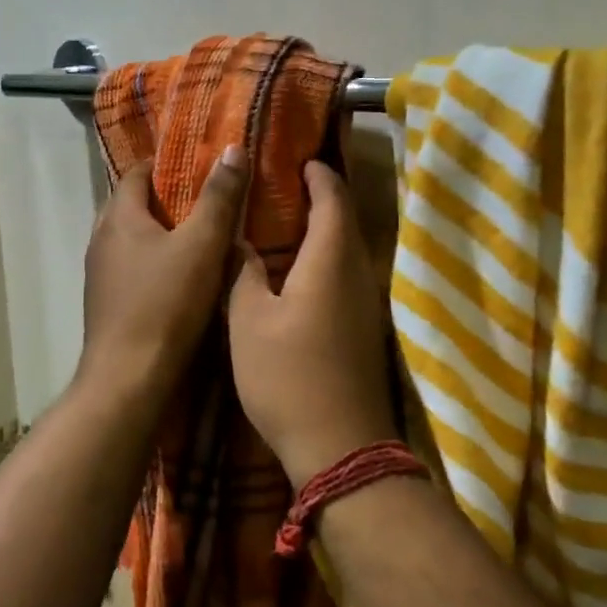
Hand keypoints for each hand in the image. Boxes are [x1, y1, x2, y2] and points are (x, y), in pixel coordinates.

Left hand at [79, 146, 247, 402]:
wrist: (129, 378)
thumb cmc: (165, 304)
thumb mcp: (202, 244)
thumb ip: (219, 197)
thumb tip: (231, 148)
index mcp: (118, 217)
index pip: (138, 173)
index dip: (168, 164)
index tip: (202, 165)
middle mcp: (101, 240)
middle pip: (134, 206)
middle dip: (169, 200)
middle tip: (210, 200)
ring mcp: (101, 275)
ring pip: (134, 240)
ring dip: (163, 234)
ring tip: (203, 237)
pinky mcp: (109, 305)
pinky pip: (134, 269)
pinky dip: (157, 263)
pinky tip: (185, 278)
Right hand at [229, 161, 395, 483]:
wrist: (340, 447)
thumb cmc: (287, 376)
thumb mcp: (249, 320)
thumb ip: (244, 273)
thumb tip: (240, 241)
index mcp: (331, 259)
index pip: (332, 197)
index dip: (317, 174)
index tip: (296, 159)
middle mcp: (358, 272)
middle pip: (345, 219)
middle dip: (320, 196)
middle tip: (283, 185)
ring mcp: (366, 303)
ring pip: (347, 248)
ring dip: (323, 228)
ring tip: (285, 221)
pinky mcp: (364, 329)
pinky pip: (346, 274)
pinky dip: (325, 257)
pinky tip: (298, 270)